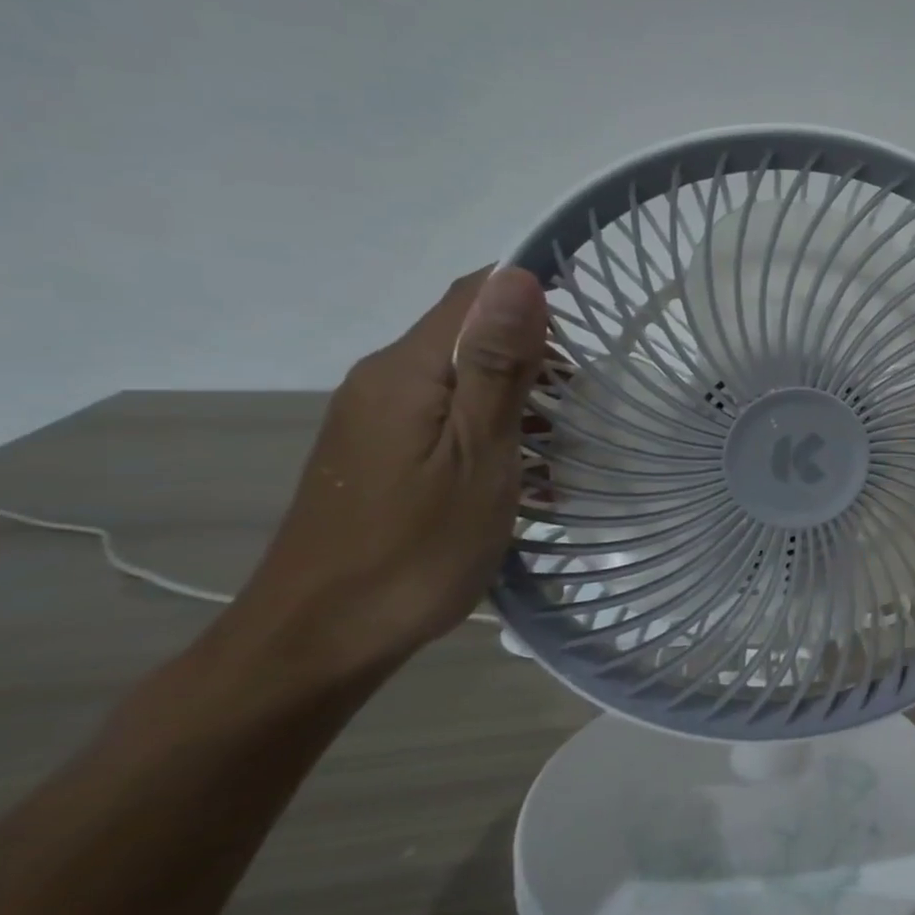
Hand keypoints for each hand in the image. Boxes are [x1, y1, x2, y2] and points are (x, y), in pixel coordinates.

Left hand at [219, 267, 547, 683]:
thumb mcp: (476, 454)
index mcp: (405, 370)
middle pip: (467, 333)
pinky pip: (444, 417)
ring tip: (564, 443)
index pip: (474, 292)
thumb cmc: (415, 547)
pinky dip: (491, 428)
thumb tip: (517, 276)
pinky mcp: (379, 455)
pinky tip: (521, 472)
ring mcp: (375, 420)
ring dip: (517, 396)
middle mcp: (382, 380)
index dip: (534, 294)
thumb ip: (496, 364)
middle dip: (535, 354)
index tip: (592, 333)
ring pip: (459, 378)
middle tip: (586, 403)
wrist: (321, 638)